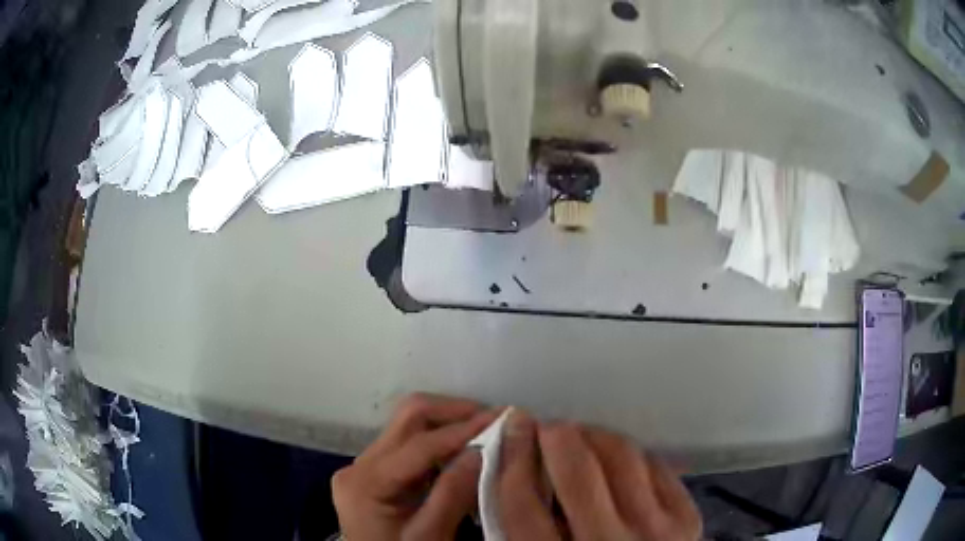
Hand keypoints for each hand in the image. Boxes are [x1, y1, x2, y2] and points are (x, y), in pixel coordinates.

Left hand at [332, 393, 496, 540]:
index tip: (502, 419)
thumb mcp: (430, 536)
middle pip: (408, 418)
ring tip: (485, 431)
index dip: (463, 429)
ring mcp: (364, 465)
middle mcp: (359, 465)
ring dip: (448, 424)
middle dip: (455, 413)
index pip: (419, 444)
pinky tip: (463, 450)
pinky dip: (439, 441)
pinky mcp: (374, 471)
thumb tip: (482, 450)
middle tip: (495, 420)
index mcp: (367, 483)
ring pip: (408, 425)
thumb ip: (453, 494)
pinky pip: (409, 443)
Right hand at [498, 411, 701, 540]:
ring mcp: (655, 531)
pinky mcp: (686, 518)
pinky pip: (655, 463)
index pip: (522, 501)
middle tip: (546, 427)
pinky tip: (615, 459)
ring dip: (593, 436)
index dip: (513, 456)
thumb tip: (515, 465)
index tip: (513, 428)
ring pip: (620, 455)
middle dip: (554, 434)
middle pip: (576, 469)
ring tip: (580, 439)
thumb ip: (521, 524)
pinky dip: (629, 454)